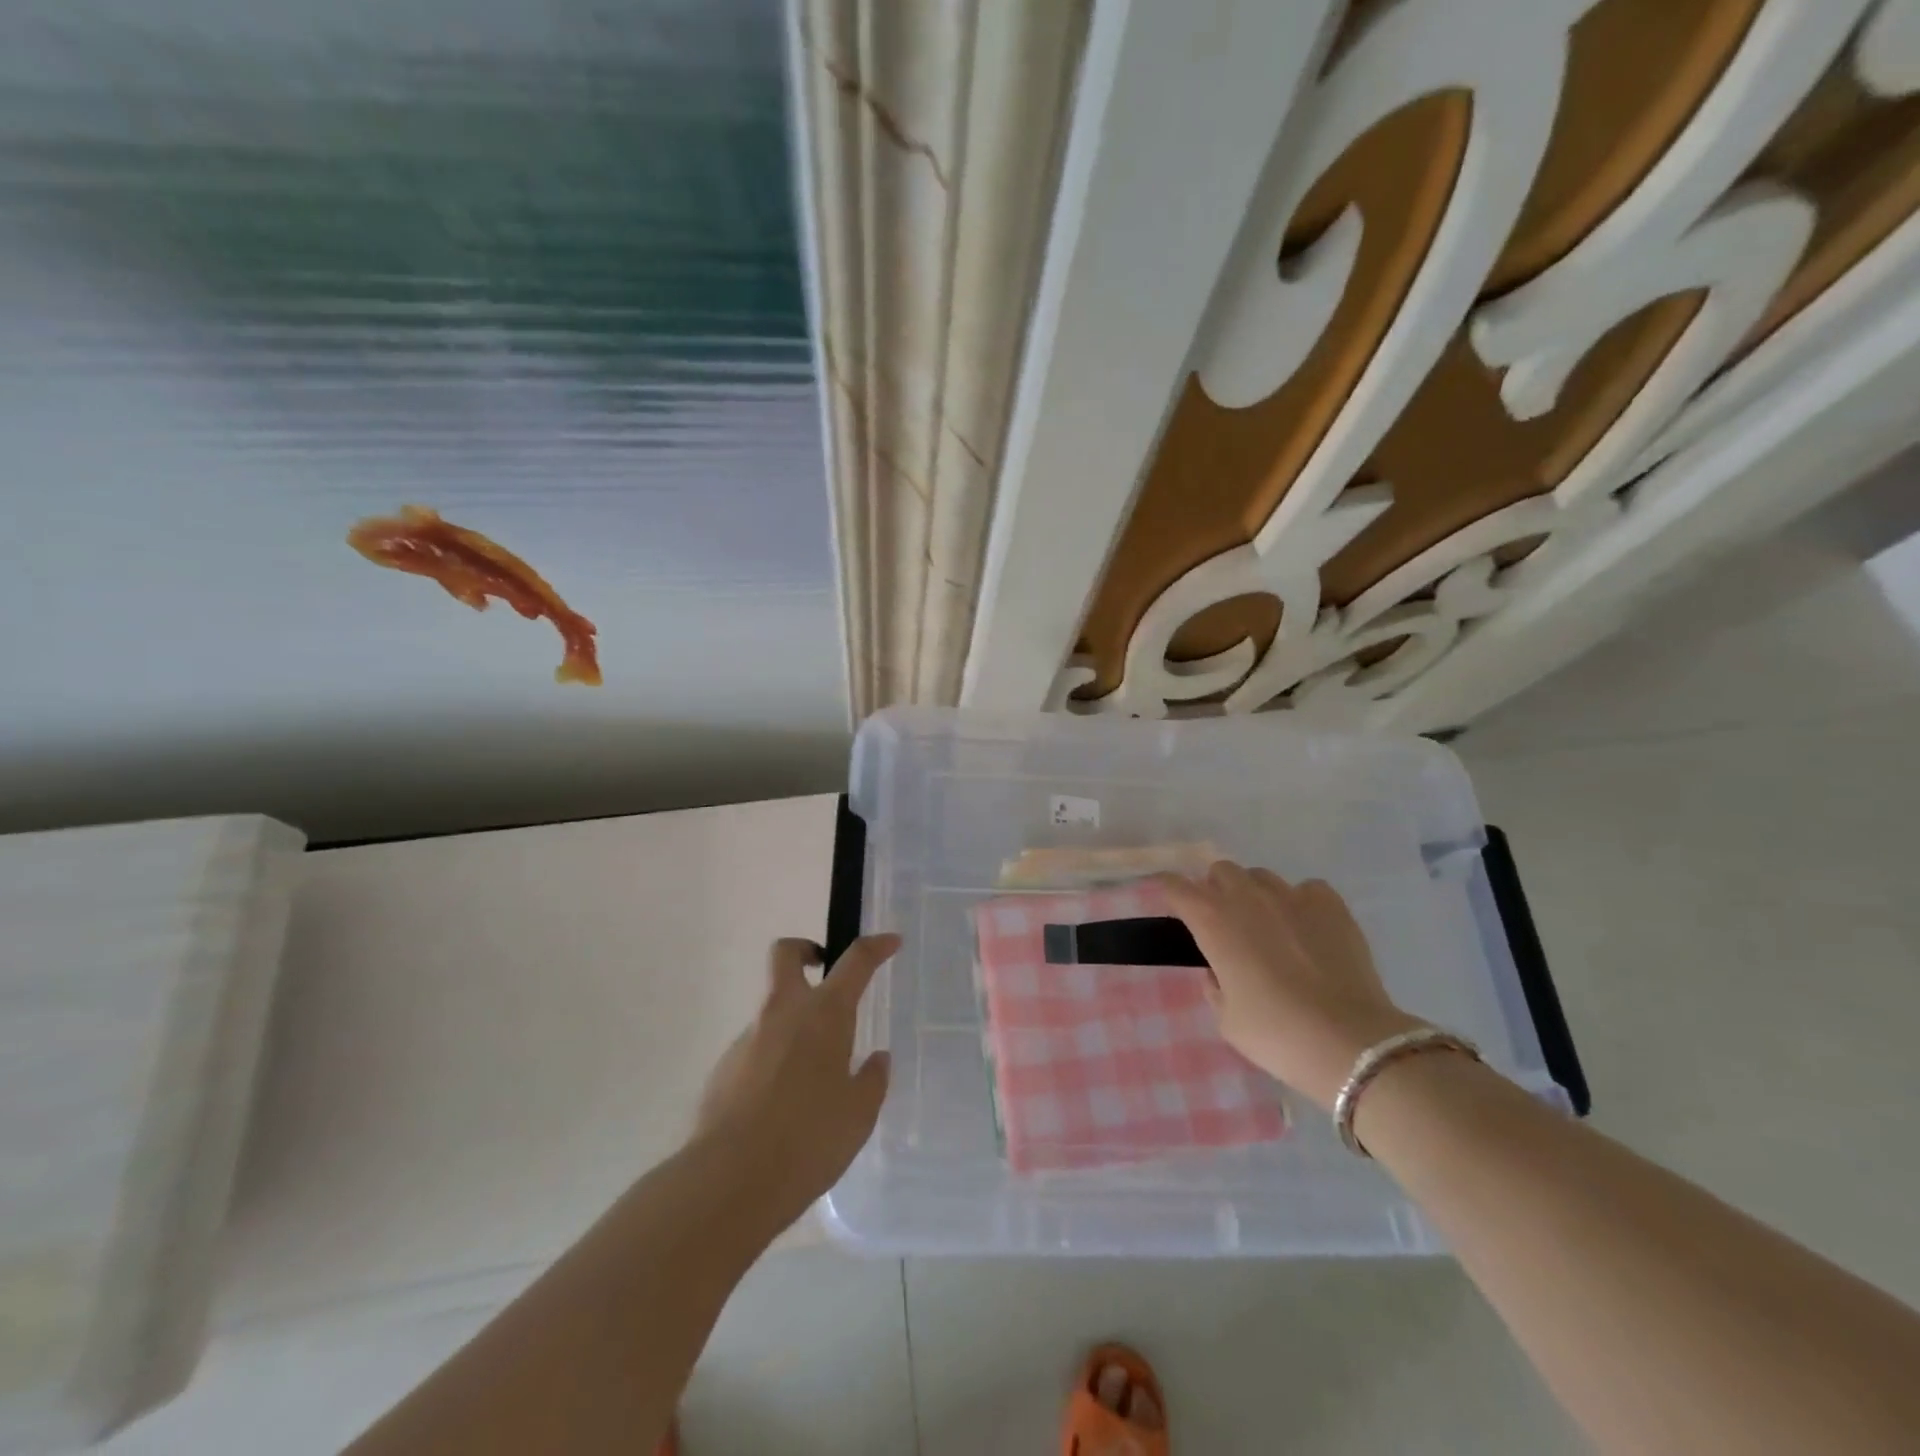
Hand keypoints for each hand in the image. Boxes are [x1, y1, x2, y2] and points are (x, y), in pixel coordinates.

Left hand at [693, 934, 897, 1225]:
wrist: (729, 1180)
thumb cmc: (808, 1140)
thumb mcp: (859, 1115)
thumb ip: (872, 1080)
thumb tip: (876, 1059)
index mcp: (824, 1015)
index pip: (855, 961)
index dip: (876, 946)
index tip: (891, 941)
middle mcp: (783, 1013)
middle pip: (786, 954)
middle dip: (805, 950)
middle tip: (823, 969)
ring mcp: (748, 1038)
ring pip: (772, 1008)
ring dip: (793, 1021)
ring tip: (813, 1077)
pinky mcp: (724, 1068)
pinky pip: (756, 1048)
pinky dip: (774, 1059)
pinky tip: (783, 1105)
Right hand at [1158, 863, 1419, 1109]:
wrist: (1350, 1042)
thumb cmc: (1275, 1033)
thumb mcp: (1226, 1018)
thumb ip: (1215, 985)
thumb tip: (1220, 970)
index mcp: (1212, 920)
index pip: (1176, 886)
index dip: (1169, 891)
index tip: (1171, 904)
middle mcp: (1247, 897)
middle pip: (1221, 871)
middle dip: (1217, 890)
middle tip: (1225, 923)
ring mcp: (1291, 896)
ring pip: (1262, 877)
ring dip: (1256, 895)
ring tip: (1270, 927)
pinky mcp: (1330, 904)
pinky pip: (1306, 890)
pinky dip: (1301, 904)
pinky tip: (1308, 930)